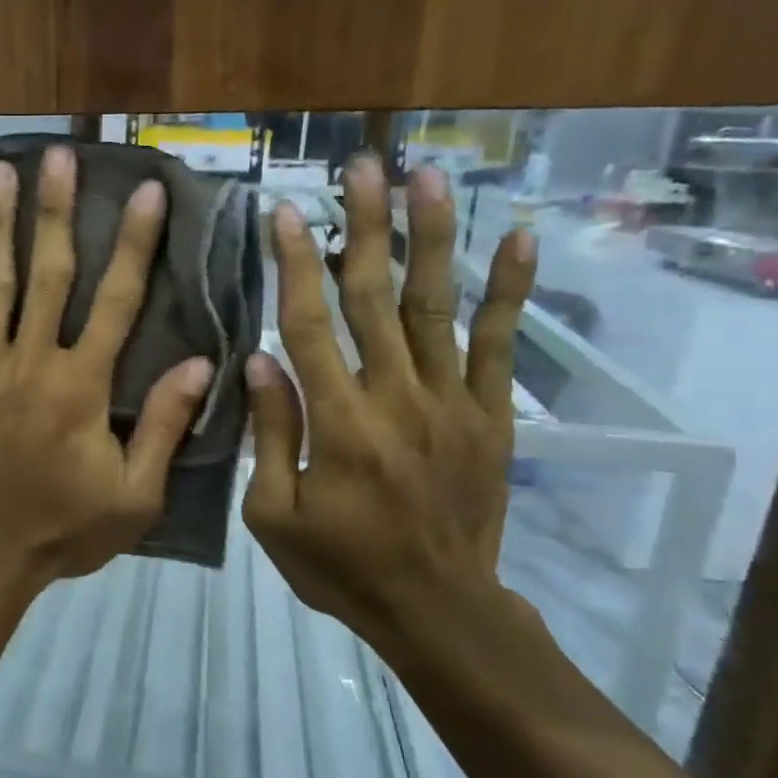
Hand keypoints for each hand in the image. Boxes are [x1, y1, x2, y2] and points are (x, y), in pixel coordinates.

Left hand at [0, 146, 213, 585]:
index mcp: (81, 386)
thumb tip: (201, 362)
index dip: (134, 243)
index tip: (145, 191)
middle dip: (55, 212)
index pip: (116, 300)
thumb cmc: (67, 528)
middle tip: (57, 156)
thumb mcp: (135, 494)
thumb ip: (165, 426)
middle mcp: (30, 363)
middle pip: (47, 274)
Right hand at [242, 155, 537, 654]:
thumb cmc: (341, 566)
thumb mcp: (274, 514)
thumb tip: (259, 359)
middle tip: (361, 166)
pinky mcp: (490, 416)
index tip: (283, 211)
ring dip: (432, 236)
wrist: (438, 610)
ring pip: (436, 306)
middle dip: (365, 226)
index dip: (294, 264)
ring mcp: (451, 402)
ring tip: (427, 177)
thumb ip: (271, 433)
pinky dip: (512, 291)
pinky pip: (501, 345)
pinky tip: (519, 239)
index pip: (310, 325)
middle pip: (374, 297)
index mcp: (339, 424)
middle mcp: (397, 398)